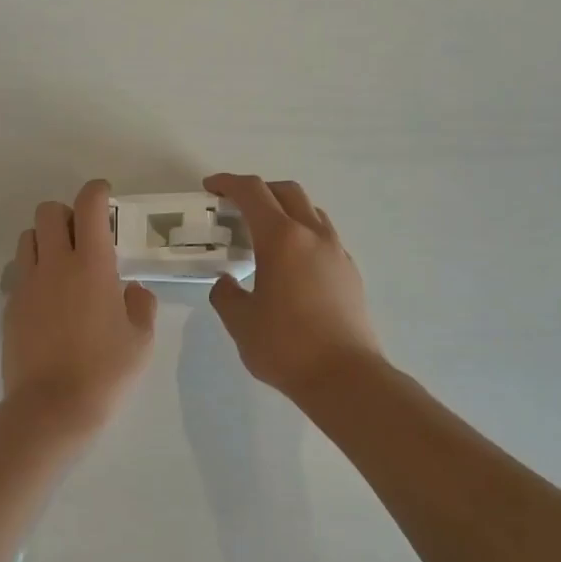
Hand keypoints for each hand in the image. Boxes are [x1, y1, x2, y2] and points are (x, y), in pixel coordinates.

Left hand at [3, 180, 157, 430]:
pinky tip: (49, 298)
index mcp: (91, 265)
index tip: (105, 195)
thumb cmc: (105, 372)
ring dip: (45, 239)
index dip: (96, 191)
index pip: (88, 206)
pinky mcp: (10, 306)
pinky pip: (19, 272)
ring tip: (63, 264)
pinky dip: (34, 270)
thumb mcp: (141, 340)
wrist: (51, 407)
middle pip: (48, 211)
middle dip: (66, 213)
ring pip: (28, 238)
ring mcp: (27, 284)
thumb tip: (130, 290)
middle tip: (83, 236)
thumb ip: (140, 305)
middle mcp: (54, 265)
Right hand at [204, 173, 384, 397]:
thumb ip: (226, 294)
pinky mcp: (350, 272)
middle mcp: (313, 235)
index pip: (252, 193)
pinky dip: (302, 235)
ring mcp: (337, 252)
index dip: (228, 184)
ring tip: (263, 235)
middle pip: (287, 192)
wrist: (345, 377)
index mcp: (282, 239)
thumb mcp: (240, 321)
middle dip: (258, 191)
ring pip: (310, 212)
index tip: (210, 188)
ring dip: (284, 210)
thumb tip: (227, 282)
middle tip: (235, 208)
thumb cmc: (285, 346)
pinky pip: (324, 237)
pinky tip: (290, 264)